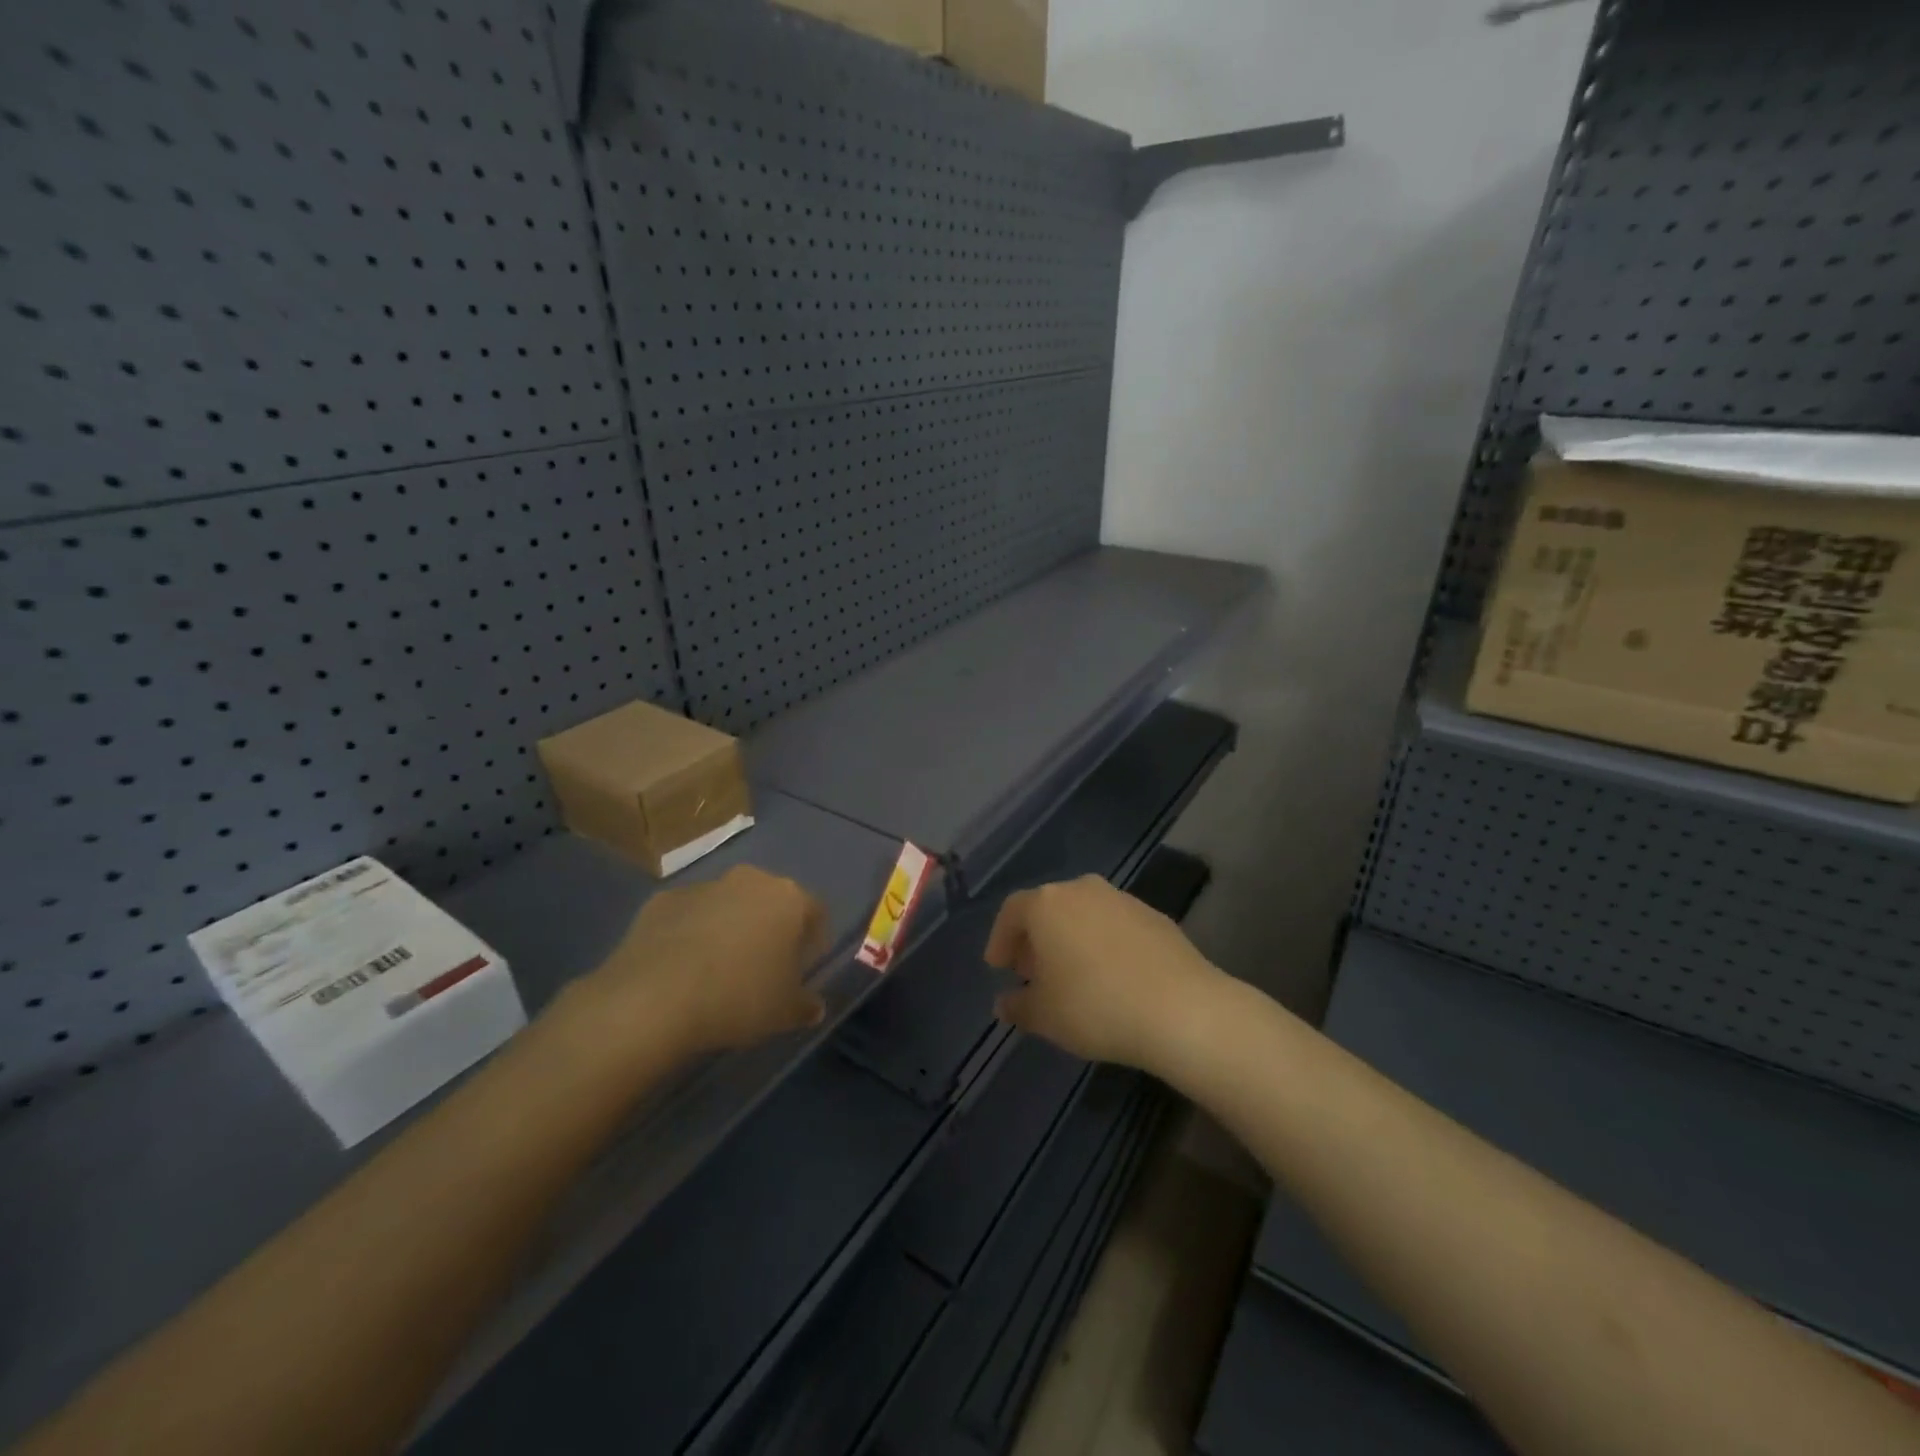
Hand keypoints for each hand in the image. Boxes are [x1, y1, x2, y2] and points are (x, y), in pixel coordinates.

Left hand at [586, 865, 829, 1055]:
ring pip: (728, 905)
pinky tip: (681, 968)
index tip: (803, 968)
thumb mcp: (784, 1013)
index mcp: (788, 898)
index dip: (813, 941)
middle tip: (763, 967)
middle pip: (770, 901)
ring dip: (729, 928)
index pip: (815, 912)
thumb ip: (805, 1006)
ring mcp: (704, 886)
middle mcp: (750, 880)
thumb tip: (813, 1007)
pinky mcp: (663, 900)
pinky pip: (689, 915)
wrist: (653, 999)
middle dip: (770, 929)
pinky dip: (691, 934)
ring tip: (718, 970)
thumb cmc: (737, 998)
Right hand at [985, 875, 1224, 1070]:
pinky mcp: (1154, 915)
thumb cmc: (1096, 1006)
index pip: (1012, 912)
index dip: (1000, 939)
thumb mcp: (1044, 1016)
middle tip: (1032, 973)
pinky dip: (1103, 943)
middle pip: (1048, 908)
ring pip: (1083, 914)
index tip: (998, 968)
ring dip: (1070, 939)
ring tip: (1072, 976)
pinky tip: (1110, 976)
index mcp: (1047, 904)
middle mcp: (1082, 890)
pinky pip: (1114, 925)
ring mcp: (1122, 899)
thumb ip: (1017, 1006)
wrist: (1181, 1009)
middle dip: (1035, 939)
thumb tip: (1004, 1002)